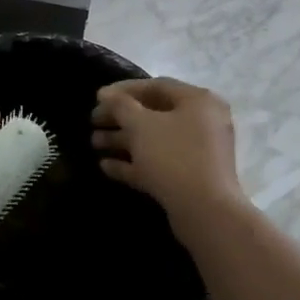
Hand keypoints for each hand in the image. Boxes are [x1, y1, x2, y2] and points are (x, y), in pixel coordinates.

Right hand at [92, 79, 240, 236]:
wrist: (206, 213)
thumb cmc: (173, 157)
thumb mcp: (140, 125)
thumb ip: (120, 105)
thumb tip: (105, 94)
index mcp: (198, 101)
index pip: (157, 86)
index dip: (124, 90)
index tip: (98, 97)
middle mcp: (202, 122)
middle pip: (154, 114)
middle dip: (120, 117)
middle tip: (93, 121)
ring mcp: (198, 153)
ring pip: (155, 140)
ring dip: (123, 141)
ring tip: (94, 143)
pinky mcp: (190, 179)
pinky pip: (159, 164)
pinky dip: (134, 163)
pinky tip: (106, 166)